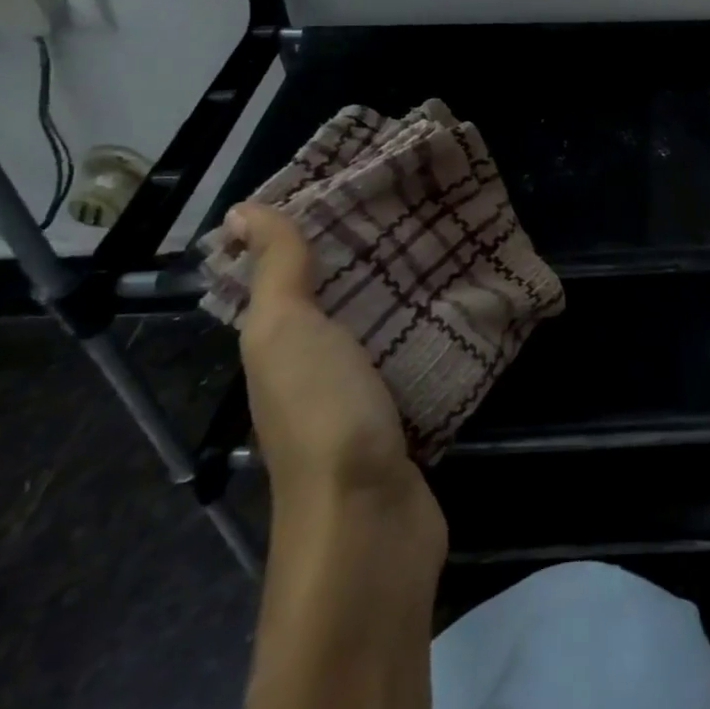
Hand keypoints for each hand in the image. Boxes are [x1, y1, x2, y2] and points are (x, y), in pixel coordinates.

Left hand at [227, 204, 445, 559]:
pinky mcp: (408, 420)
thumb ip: (277, 273)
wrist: (369, 522)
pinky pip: (419, 361)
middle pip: (342, 302)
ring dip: (408, 295)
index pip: (291, 278)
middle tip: (421, 207)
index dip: (314, 232)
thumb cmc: (324, 414)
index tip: (360, 186)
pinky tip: (467, 307)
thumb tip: (241, 211)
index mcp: (281, 349)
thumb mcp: (287, 332)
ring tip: (452, 245)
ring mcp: (364, 400)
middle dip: (373, 258)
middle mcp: (316, 372)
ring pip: (383, 331)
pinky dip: (436, 334)